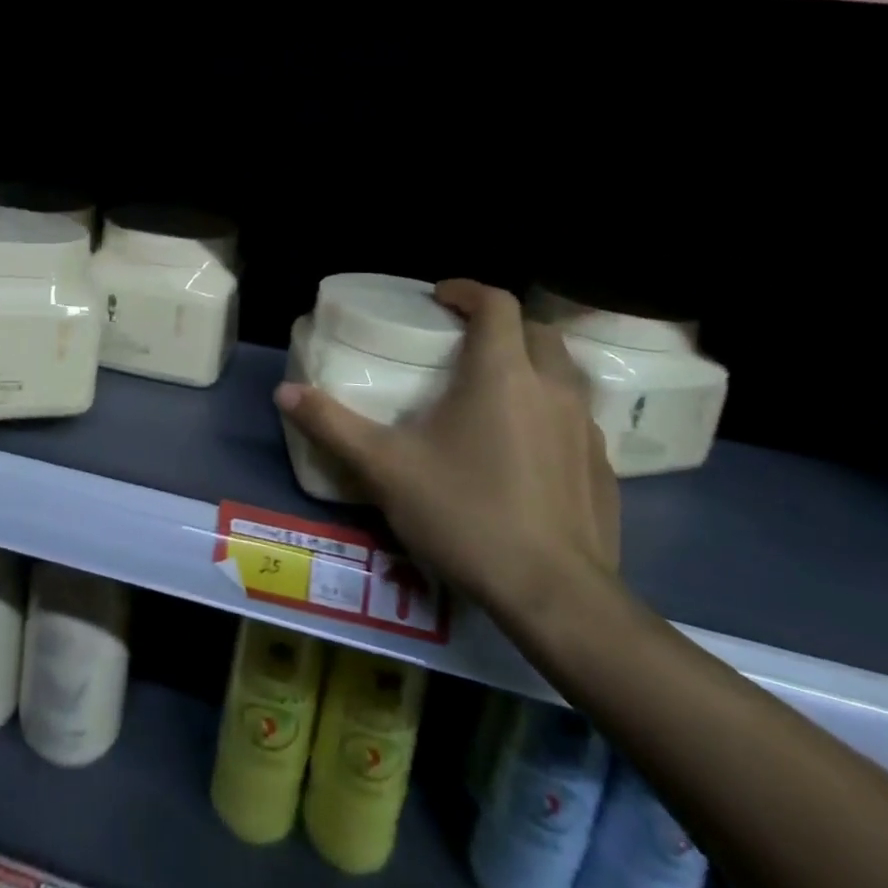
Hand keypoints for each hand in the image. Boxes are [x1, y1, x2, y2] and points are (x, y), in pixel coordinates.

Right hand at [274, 280, 618, 624]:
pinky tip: (524, 446)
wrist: (555, 597)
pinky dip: (549, 409)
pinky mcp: (603, 467)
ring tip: (494, 389)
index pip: (496, 304)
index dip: (467, 290)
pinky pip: (577, 416)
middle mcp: (552, 388)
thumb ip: (333, 424)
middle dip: (501, 323)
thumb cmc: (466, 515)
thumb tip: (284, 392)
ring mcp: (585, 428)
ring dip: (531, 363)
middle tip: (464, 341)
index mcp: (502, 374)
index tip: (439, 297)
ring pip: (564, 372)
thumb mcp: (386, 469)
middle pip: (536, 330)